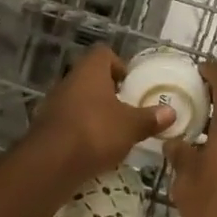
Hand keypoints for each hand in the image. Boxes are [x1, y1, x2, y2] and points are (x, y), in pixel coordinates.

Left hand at [30, 45, 173, 183]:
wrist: (50, 163)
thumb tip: (171, 112)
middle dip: (108, 92)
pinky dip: (81, 131)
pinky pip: (69, 121)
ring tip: (112, 132)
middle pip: (91, 78)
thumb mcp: (130, 126)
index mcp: (90, 70)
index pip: (104, 54)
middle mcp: (69, 80)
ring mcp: (54, 103)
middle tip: (126, 110)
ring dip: (94, 112)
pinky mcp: (46, 127)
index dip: (119, 65)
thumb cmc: (95, 132)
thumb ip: (150, 118)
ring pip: (79, 100)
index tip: (130, 85)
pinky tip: (94, 149)